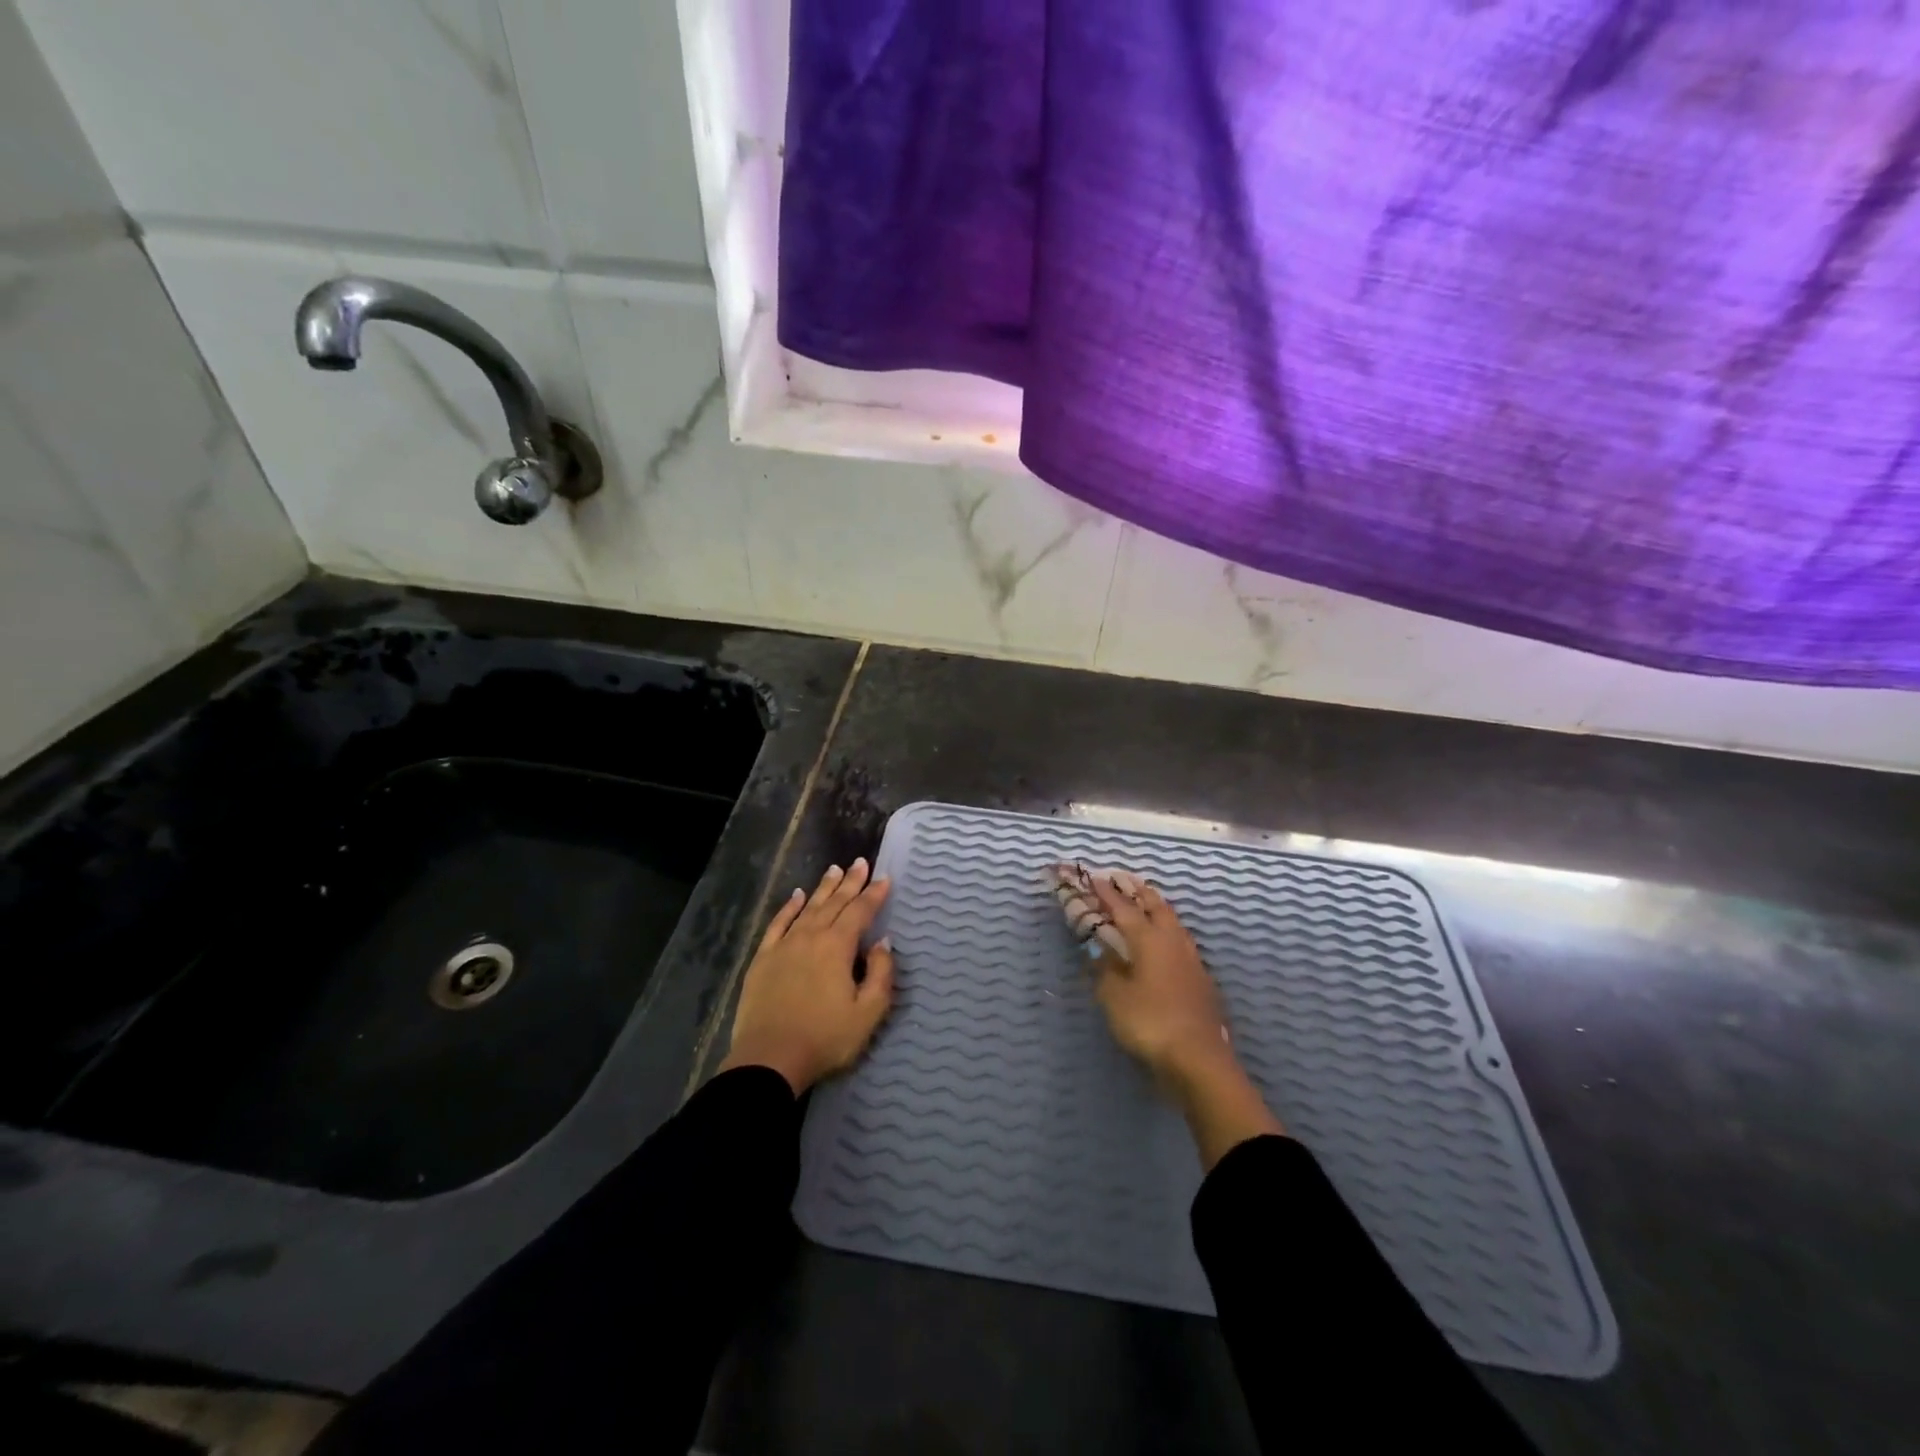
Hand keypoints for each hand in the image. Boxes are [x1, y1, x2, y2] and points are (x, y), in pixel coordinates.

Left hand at [720, 858, 893, 1094]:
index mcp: (837, 947)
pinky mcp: (763, 958)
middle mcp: (811, 936)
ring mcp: (784, 945)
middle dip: (850, 882)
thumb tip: (882, 943)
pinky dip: (789, 907)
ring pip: (808, 908)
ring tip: (834, 870)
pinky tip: (796, 896)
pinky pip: (778, 923)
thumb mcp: (868, 1013)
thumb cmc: (825, 1038)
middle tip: (860, 863)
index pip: (860, 912)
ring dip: (823, 888)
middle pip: (834, 903)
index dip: (874, 894)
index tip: (884, 878)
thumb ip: (881, 974)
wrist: (770, 1059)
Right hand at [1087, 872, 1231, 1082]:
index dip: (1107, 894)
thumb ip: (1106, 971)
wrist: (1198, 1058)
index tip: (1094, 878)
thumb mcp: (1114, 997)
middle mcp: (1172, 941)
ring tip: (1147, 905)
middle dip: (1139, 892)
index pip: (1123, 908)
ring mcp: (1191, 960)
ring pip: (1173, 923)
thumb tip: (1104, 955)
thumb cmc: (1149, 1022)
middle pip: (1156, 907)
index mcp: (1148, 939)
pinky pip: (1182, 944)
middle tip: (1125, 881)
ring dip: (1158, 909)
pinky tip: (1165, 944)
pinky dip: (1169, 933)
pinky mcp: (1201, 980)